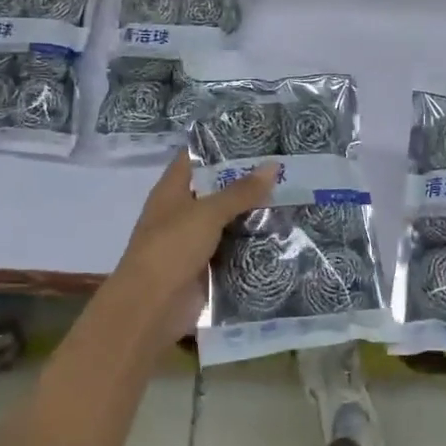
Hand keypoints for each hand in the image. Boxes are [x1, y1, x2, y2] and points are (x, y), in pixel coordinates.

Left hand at [100, 154, 275, 355]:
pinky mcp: (207, 268)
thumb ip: (241, 191)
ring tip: (295, 197)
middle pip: (217, 190)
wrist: (151, 308)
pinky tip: (284, 234)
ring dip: (255, 214)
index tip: (257, 137)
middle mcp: (182, 212)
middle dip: (248, 181)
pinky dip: (254, 244)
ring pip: (229, 221)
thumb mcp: (207, 213)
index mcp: (172, 191)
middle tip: (288, 168)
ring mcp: (194, 242)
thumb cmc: (171, 249)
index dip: (221, 146)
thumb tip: (273, 165)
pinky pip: (234, 250)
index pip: (196, 158)